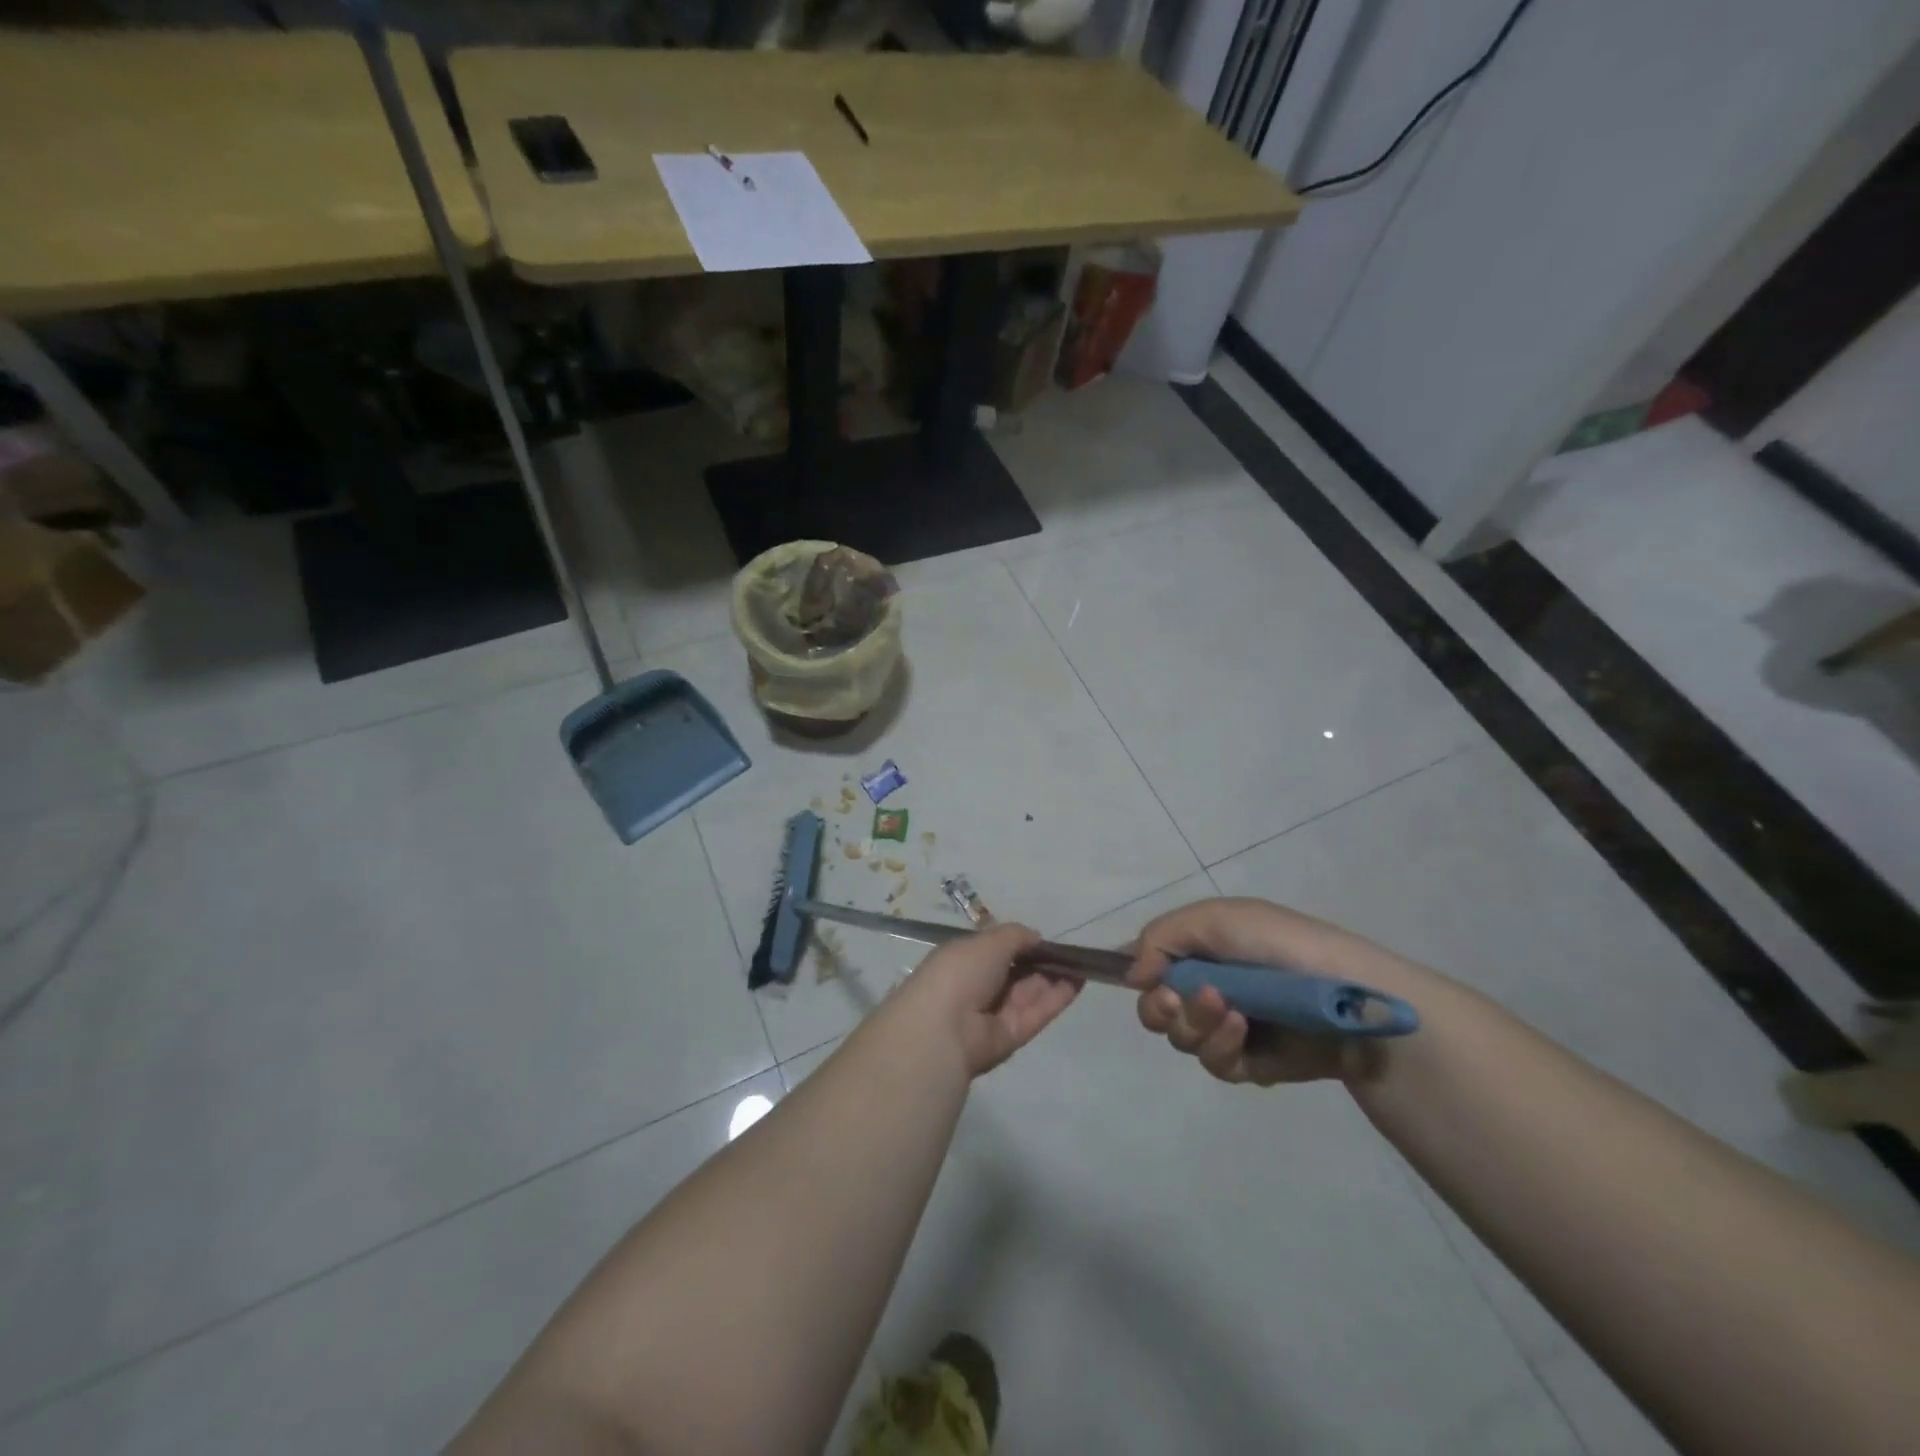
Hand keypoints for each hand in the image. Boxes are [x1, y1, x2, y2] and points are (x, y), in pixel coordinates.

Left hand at [895, 923, 1080, 1077]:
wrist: (945, 1029)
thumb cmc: (960, 973)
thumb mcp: (988, 942)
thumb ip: (1015, 936)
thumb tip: (1035, 938)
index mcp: (963, 960)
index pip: (994, 950)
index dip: (1019, 944)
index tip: (1043, 939)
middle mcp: (978, 986)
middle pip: (1015, 972)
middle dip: (1040, 961)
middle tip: (1070, 951)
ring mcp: (996, 1013)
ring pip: (1029, 991)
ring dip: (1054, 976)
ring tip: (1082, 962)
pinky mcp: (1013, 1035)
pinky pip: (1037, 1012)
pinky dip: (1058, 996)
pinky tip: (1079, 979)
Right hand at [1128, 897, 1417, 1086]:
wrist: (1351, 997)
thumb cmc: (1281, 945)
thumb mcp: (1216, 918)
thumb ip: (1161, 936)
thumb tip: (1133, 976)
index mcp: (1200, 949)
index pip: (1149, 964)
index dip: (1139, 975)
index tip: (1144, 980)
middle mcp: (1208, 985)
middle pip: (1155, 1009)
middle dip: (1160, 1007)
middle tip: (1176, 999)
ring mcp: (1229, 1027)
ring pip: (1181, 1038)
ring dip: (1196, 1024)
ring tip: (1230, 1011)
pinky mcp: (1251, 1063)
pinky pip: (1214, 1064)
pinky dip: (1221, 1047)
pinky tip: (1244, 1032)